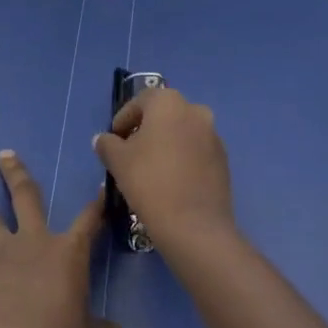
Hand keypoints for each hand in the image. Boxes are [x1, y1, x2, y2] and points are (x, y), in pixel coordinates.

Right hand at [94, 87, 235, 247]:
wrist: (195, 225)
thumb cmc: (150, 182)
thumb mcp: (118, 161)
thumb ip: (107, 144)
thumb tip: (103, 140)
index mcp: (169, 102)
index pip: (140, 101)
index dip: (123, 119)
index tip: (113, 139)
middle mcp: (195, 111)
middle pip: (163, 115)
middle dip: (145, 130)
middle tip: (130, 153)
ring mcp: (213, 135)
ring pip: (182, 133)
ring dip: (165, 144)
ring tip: (150, 169)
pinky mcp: (223, 160)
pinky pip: (196, 152)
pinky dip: (182, 159)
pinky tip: (170, 182)